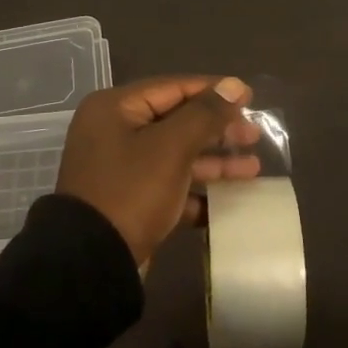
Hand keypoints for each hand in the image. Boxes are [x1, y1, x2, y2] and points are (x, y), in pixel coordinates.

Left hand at [56, 76, 260, 268]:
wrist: (92, 263)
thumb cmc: (131, 191)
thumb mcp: (171, 147)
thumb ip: (205, 114)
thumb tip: (233, 84)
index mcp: (115, 108)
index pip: (173, 88)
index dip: (213, 91)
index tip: (250, 97)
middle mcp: (114, 132)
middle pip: (176, 121)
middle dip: (217, 129)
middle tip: (254, 135)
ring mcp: (121, 169)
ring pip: (176, 155)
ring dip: (214, 161)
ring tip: (253, 168)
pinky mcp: (129, 201)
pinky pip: (170, 185)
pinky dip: (197, 190)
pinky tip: (231, 198)